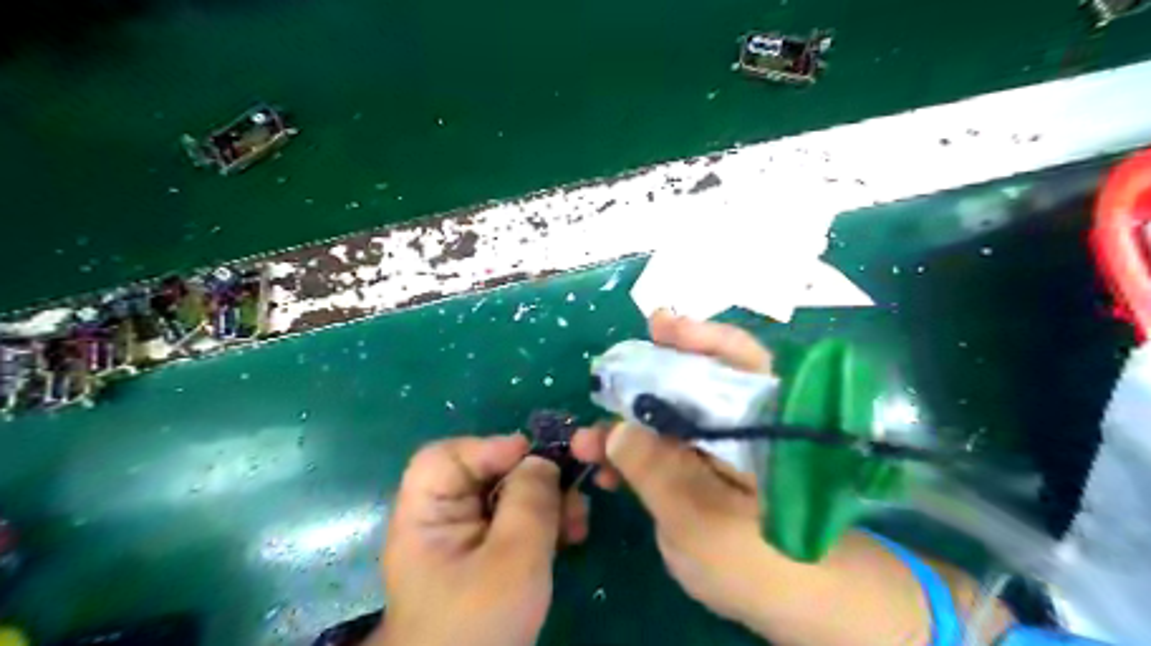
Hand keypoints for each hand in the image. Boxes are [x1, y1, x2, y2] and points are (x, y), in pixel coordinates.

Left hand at [377, 435, 586, 644]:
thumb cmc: (479, 626)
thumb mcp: (512, 559)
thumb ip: (530, 501)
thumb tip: (543, 459)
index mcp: (426, 514)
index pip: (447, 457)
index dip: (490, 448)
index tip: (537, 458)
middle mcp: (443, 517)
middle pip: (487, 472)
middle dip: (534, 479)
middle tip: (571, 492)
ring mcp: (468, 536)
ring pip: (510, 495)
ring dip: (549, 501)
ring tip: (578, 522)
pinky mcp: (490, 553)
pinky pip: (519, 520)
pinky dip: (547, 522)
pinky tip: (572, 535)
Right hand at [570, 311, 796, 624]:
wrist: (786, 604)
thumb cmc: (759, 565)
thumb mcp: (699, 522)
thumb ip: (657, 473)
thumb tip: (614, 429)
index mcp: (761, 425)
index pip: (737, 360)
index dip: (698, 337)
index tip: (659, 325)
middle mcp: (739, 424)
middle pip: (692, 382)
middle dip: (642, 382)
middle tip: (604, 380)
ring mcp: (718, 446)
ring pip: (668, 418)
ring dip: (625, 424)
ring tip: (586, 440)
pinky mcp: (700, 468)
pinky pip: (662, 448)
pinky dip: (633, 453)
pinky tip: (605, 469)